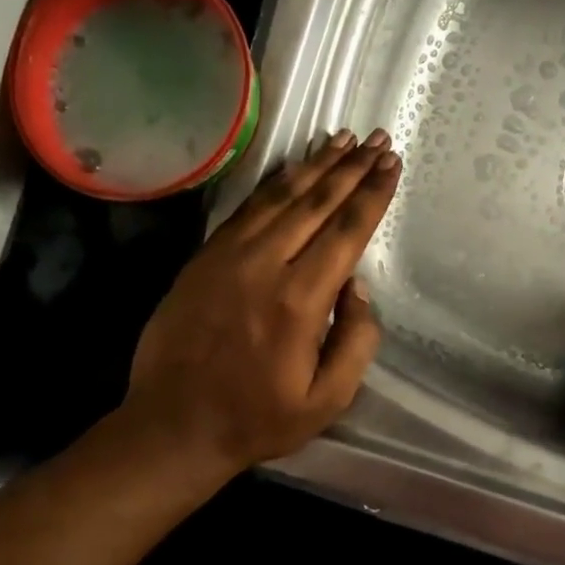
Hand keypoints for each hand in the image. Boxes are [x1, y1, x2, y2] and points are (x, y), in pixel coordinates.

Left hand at [120, 129, 400, 476]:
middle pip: (316, 202)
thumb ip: (357, 341)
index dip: (372, 194)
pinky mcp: (204, 257)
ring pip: (280, 197)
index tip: (391, 163)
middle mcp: (264, 265)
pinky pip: (246, 209)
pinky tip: (292, 168)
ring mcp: (228, 256)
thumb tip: (358, 286)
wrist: (173, 425)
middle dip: (351, 168)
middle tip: (377, 139)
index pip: (346, 231)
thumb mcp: (327, 400)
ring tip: (342, 139)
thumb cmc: (257, 418)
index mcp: (299, 301)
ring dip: (315, 165)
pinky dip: (273, 183)